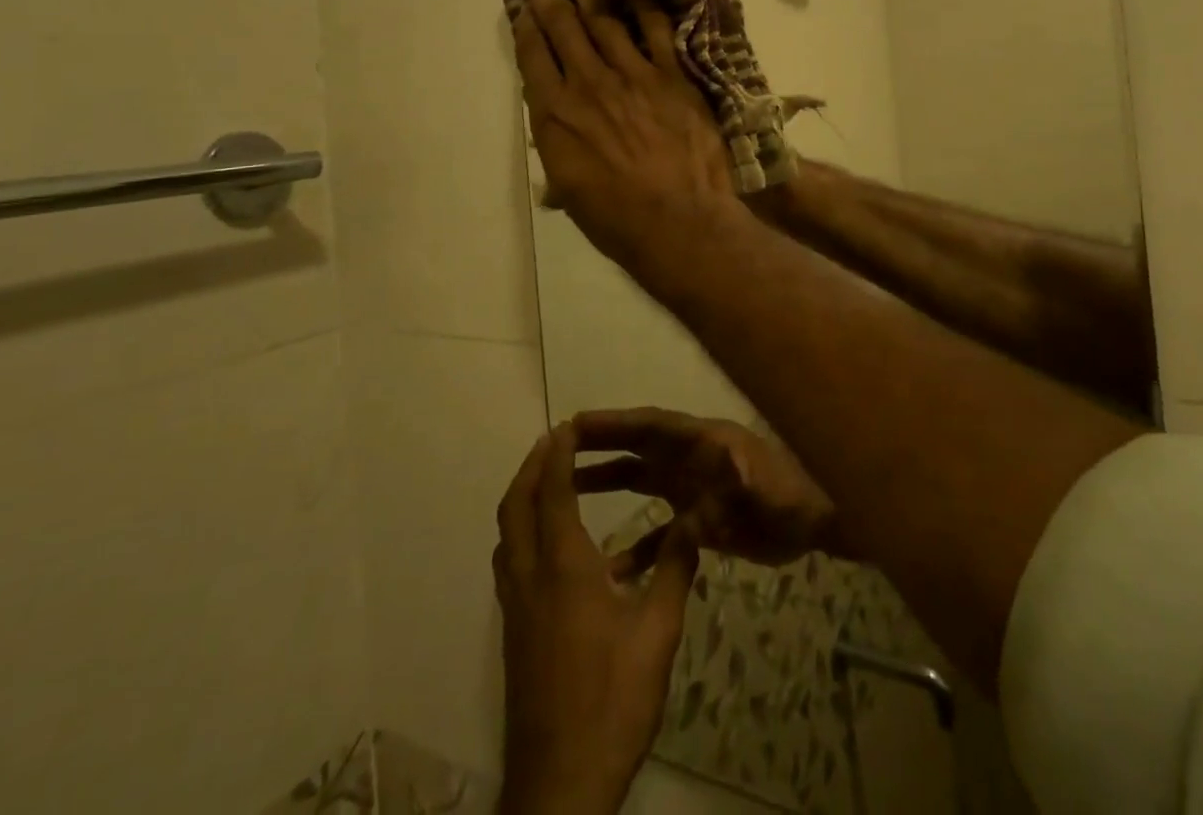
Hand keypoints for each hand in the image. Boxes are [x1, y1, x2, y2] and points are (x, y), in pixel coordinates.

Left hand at [496, 423, 699, 814]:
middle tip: (554, 442)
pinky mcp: (514, 635)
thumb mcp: (658, 632)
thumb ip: (675, 568)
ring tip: (551, 483)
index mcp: (563, 567)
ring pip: (507, 535)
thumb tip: (695, 518)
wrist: (560, 784)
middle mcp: (530, 577)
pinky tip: (559, 550)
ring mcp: (516, 609)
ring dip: (523, 498)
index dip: (557, 453)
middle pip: (515, 505)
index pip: (552, 491)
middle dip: (532, 466)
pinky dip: (524, 533)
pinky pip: (511, 563)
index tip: (567, 425)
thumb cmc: (613, 700)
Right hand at [511, 0, 735, 267]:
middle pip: (563, 28)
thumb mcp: (571, 192)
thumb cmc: (617, 219)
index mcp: (555, 116)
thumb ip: (559, 156)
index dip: (526, 25)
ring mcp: (632, 76)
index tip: (522, 4)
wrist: (678, 219)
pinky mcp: (671, 76)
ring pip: (604, 20)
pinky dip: (644, 7)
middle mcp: (587, 85)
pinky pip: (656, 32)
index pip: (534, 58)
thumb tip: (556, 142)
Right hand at [574, 408, 841, 567]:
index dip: (617, 422)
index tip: (578, 423)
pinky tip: (614, 570)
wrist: (820, 523)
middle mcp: (694, 460)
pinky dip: (639, 548)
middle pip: (640, 448)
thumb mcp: (771, 491)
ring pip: (643, 482)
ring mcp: (696, 489)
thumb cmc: (796, 499)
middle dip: (602, 445)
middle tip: (558, 450)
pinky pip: (662, 534)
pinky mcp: (703, 522)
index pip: (653, 426)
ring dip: (609, 484)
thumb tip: (707, 489)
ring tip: (567, 493)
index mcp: (705, 443)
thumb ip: (741, 485)